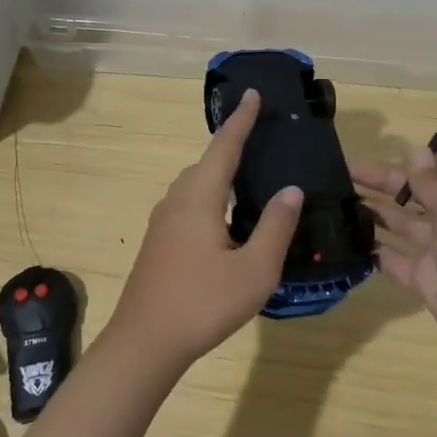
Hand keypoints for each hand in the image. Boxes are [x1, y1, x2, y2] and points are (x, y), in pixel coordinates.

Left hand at [107, 89, 302, 371]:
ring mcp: (162, 223)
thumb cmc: (203, 303)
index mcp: (198, 198)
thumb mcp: (254, 270)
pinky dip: (209, 196)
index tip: (252, 94)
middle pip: (206, 163)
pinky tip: (225, 219)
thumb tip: (291, 189)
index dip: (241, 120)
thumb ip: (275, 226)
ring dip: (218, 174)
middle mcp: (176, 201)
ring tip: (248, 177)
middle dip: (231, 146)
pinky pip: (188, 204)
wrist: (145, 342)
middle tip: (261, 139)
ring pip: (194, 185)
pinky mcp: (158, 243)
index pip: (224, 147)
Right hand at [353, 145, 436, 395]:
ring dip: (379, 211)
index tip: (394, 154)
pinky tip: (352, 242)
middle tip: (347, 173)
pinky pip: (400, 260)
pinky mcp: (431, 282)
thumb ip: (435, 184)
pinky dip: (378, 250)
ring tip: (340, 201)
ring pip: (408, 223)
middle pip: (425, 191)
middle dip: (389, 180)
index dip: (430, 156)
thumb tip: (419, 152)